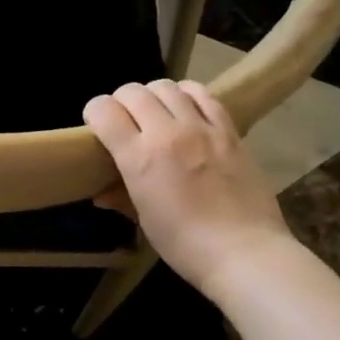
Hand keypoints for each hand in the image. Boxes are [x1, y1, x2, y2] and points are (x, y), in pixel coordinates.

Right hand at [83, 80, 293, 294]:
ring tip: (155, 112)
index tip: (96, 125)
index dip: (94, 112)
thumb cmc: (185, 244)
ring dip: (152, 95)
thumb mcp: (144, 220)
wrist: (245, 252)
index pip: (104, 111)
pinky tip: (185, 108)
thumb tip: (101, 194)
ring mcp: (201, 128)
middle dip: (120, 101)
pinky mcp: (228, 130)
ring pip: (166, 87)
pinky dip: (186, 94)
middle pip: (132, 92)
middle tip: (124, 119)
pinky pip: (203, 94)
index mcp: (139, 158)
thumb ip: (121, 197)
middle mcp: (167, 133)